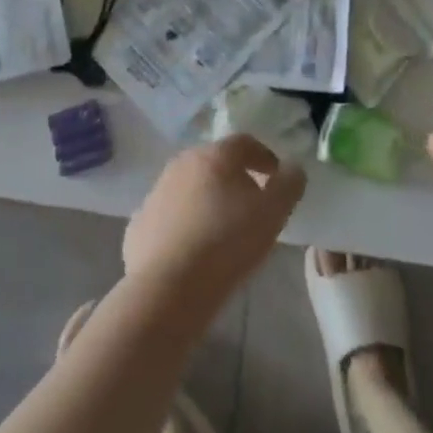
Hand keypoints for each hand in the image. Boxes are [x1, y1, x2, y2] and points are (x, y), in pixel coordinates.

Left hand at [123, 135, 306, 309]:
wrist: (167, 289)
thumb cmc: (226, 243)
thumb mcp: (273, 213)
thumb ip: (289, 185)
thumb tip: (293, 167)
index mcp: (215, 155)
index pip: (245, 143)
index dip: (264, 157)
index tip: (275, 178)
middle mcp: (182, 164)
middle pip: (215, 163)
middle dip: (235, 179)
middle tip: (251, 206)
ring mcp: (156, 192)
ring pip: (189, 188)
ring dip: (207, 201)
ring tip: (221, 232)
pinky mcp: (139, 224)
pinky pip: (169, 217)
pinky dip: (183, 225)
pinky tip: (193, 251)